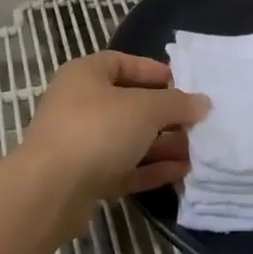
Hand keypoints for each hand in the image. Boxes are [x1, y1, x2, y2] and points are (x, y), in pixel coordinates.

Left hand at [17, 51, 210, 209]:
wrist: (50, 191)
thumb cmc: (98, 130)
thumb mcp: (145, 109)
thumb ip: (177, 103)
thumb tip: (202, 102)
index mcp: (86, 75)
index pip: (122, 62)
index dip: (153, 71)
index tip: (182, 84)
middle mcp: (80, 104)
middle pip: (130, 104)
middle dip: (166, 115)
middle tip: (197, 123)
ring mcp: (81, 143)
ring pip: (129, 139)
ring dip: (163, 144)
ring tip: (197, 150)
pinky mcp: (85, 178)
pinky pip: (124, 167)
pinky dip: (151, 168)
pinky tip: (181, 171)